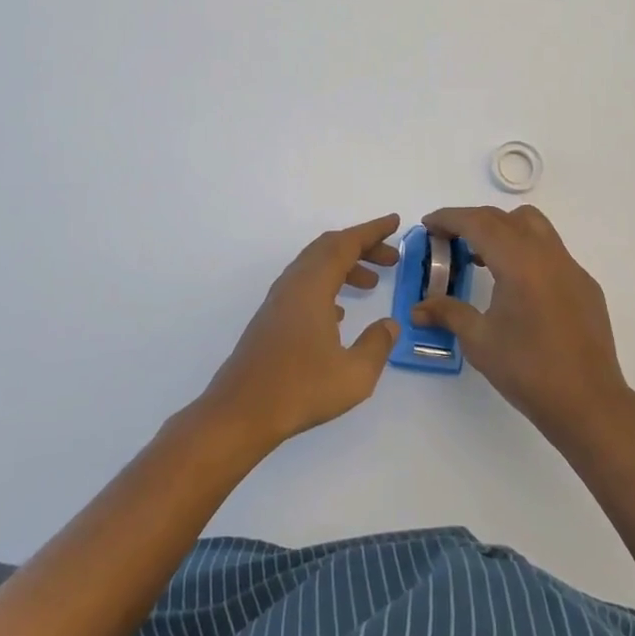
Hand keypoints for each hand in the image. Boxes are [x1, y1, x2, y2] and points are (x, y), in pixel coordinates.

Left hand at [200, 214, 402, 449]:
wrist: (240, 413)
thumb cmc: (300, 390)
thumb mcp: (354, 374)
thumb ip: (377, 345)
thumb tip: (390, 324)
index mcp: (312, 287)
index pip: (346, 244)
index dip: (372, 231)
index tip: (394, 222)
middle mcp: (293, 285)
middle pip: (328, 249)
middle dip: (362, 247)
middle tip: (391, 258)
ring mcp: (278, 302)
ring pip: (315, 267)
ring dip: (345, 267)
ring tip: (372, 284)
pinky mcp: (271, 319)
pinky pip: (305, 286)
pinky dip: (328, 286)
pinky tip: (339, 313)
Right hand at [412, 205, 633, 442]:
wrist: (588, 403)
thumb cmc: (528, 370)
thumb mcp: (479, 341)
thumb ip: (448, 314)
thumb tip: (417, 309)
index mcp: (519, 262)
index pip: (479, 223)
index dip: (449, 218)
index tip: (428, 225)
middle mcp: (547, 254)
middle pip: (504, 218)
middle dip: (472, 221)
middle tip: (447, 241)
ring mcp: (571, 268)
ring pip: (533, 226)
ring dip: (503, 229)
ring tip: (481, 258)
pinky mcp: (584, 285)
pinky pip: (551, 251)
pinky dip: (526, 251)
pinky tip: (517, 287)